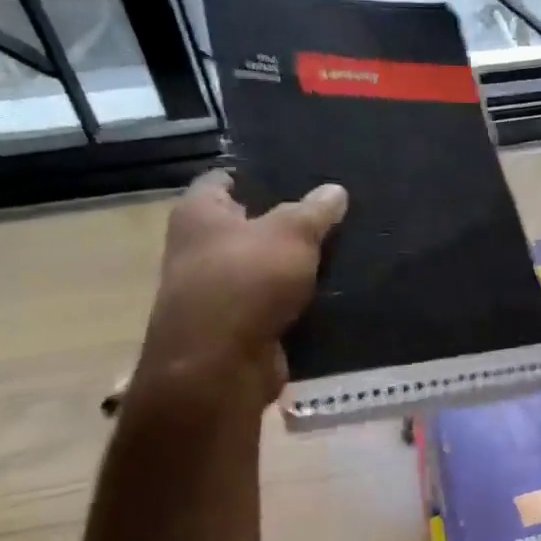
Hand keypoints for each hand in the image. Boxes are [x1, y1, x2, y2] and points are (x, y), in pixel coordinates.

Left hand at [138, 170, 347, 401]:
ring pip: (263, 266)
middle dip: (284, 220)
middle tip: (331, 211)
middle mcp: (198, 248)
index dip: (256, 174)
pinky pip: (273, 301)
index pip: (222, 180)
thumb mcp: (291, 234)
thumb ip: (315, 210)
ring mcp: (216, 290)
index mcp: (198, 214)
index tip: (296, 174)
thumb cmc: (247, 282)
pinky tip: (332, 291)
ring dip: (294, 264)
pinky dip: (296, 298)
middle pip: (247, 224)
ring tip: (342, 249)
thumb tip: (335, 190)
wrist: (221, 366)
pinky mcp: (237, 325)